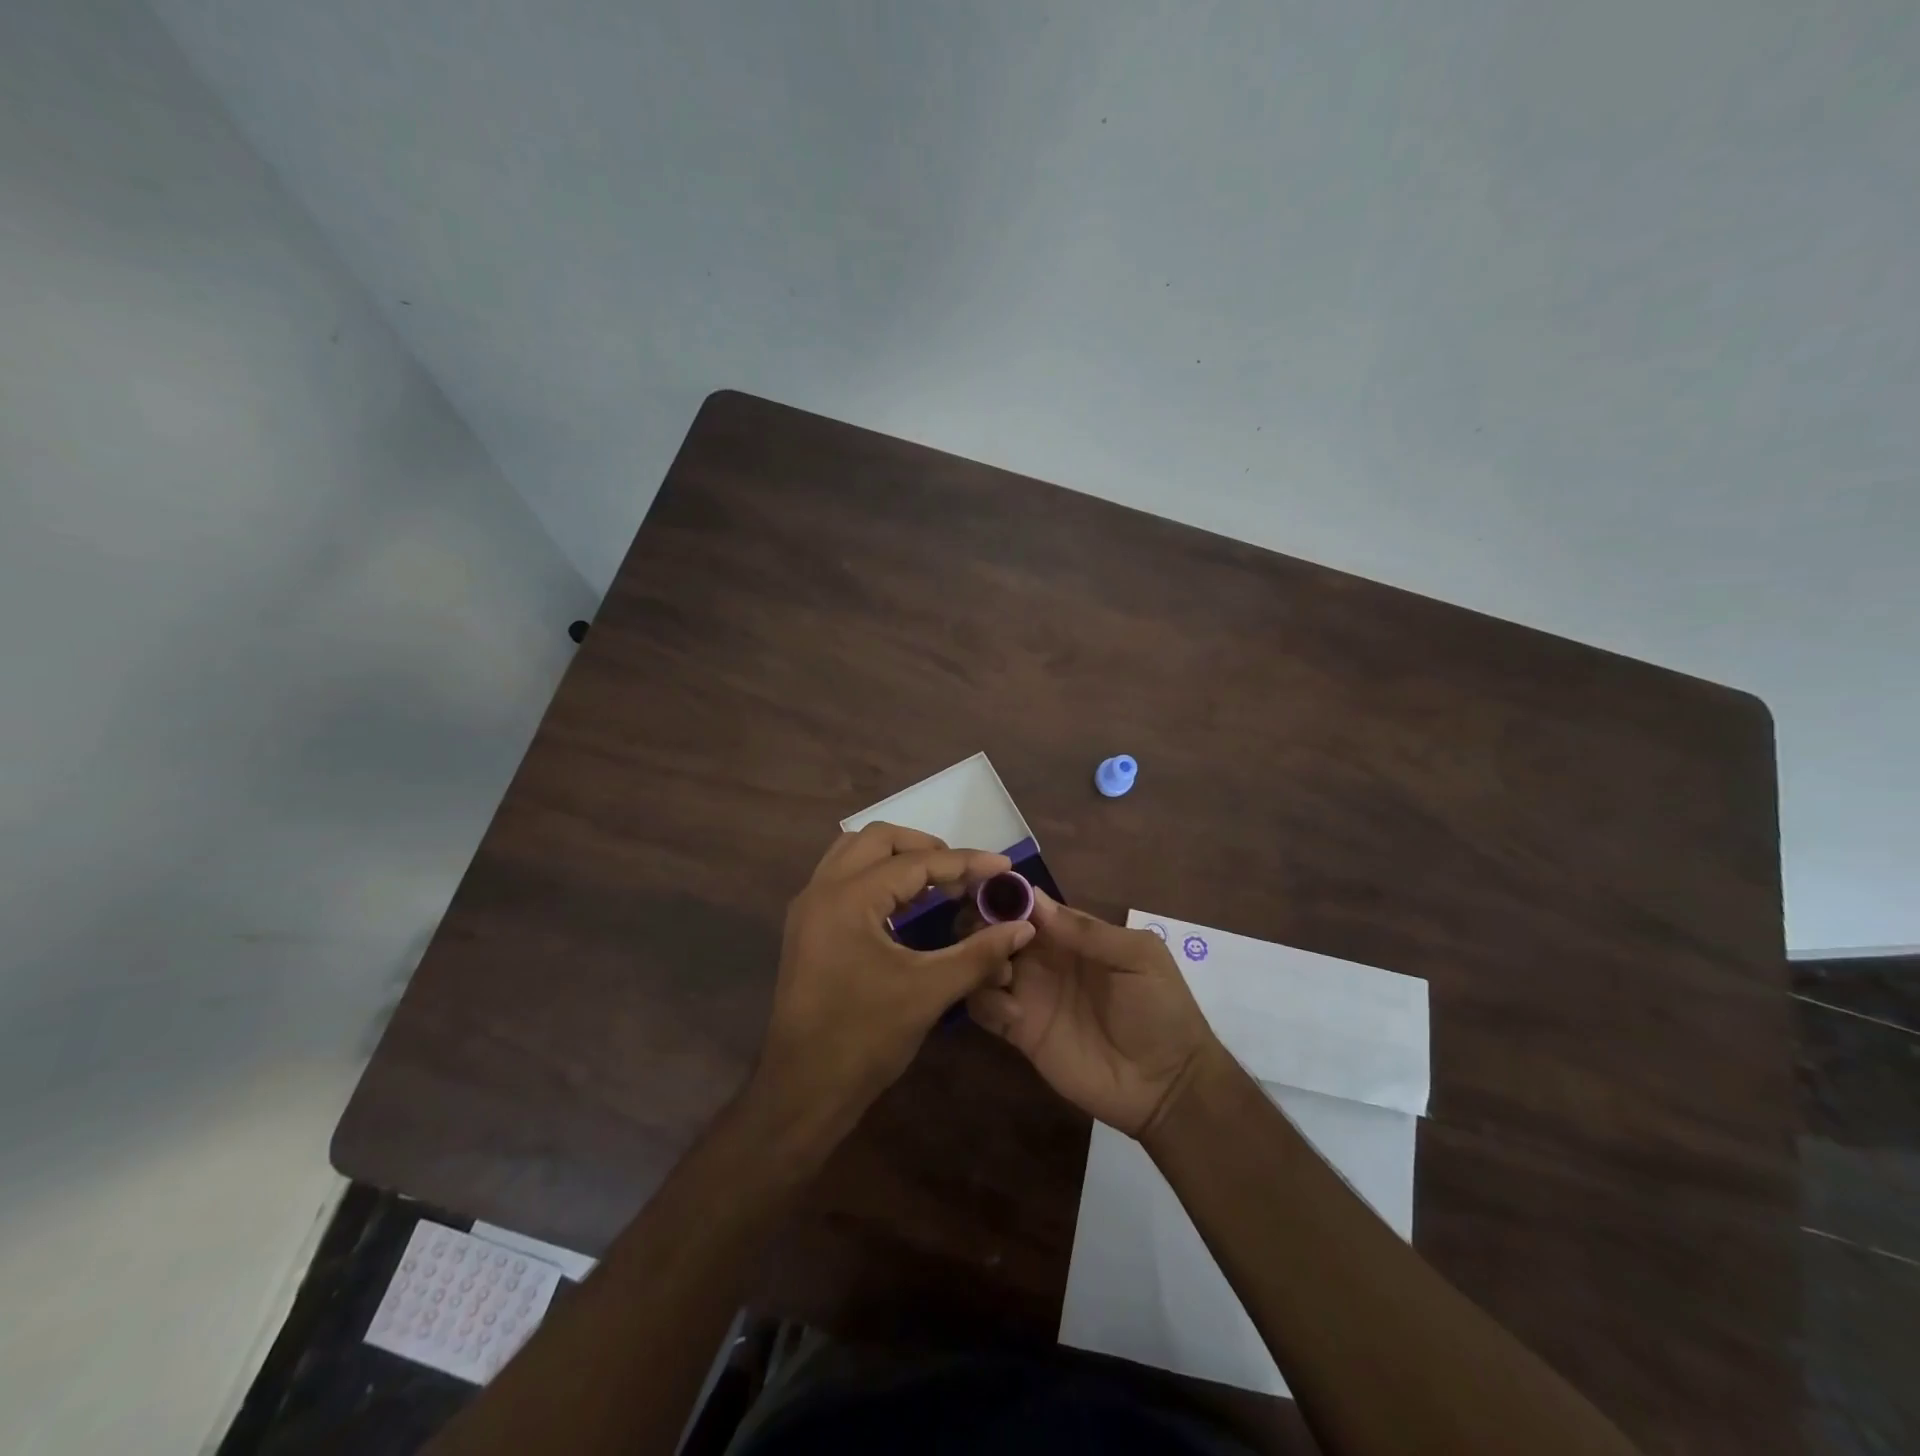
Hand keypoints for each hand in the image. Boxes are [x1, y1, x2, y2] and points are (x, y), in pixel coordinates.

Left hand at [753, 823, 1036, 1138]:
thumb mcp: (929, 992)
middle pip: (878, 839)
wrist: (803, 1090)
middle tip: (963, 872)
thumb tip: (1023, 926)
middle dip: (925, 847)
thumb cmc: (865, 1038)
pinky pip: (843, 878)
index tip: (1002, 865)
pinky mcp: (806, 927)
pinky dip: (877, 876)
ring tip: (937, 883)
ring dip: (897, 857)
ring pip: (854, 852)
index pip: (915, 862)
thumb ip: (979, 953)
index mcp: (849, 898)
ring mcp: (808, 907)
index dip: (964, 862)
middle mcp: (822, 889)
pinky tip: (906, 905)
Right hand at [967, 891, 1221, 1136]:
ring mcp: (1029, 994)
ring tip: (1003, 974)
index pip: (1028, 905)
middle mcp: (1043, 958)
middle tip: (981, 933)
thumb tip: (1034, 899)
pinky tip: (1012, 1013)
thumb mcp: (1137, 958)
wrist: (1167, 1085)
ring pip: (984, 965)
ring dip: (981, 961)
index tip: (984, 892)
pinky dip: (985, 1002)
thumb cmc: (1161, 1010)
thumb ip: (1087, 931)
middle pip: (997, 930)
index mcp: (1071, 934)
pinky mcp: (1020, 1032)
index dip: (1005, 895)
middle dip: (983, 925)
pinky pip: (985, 1009)